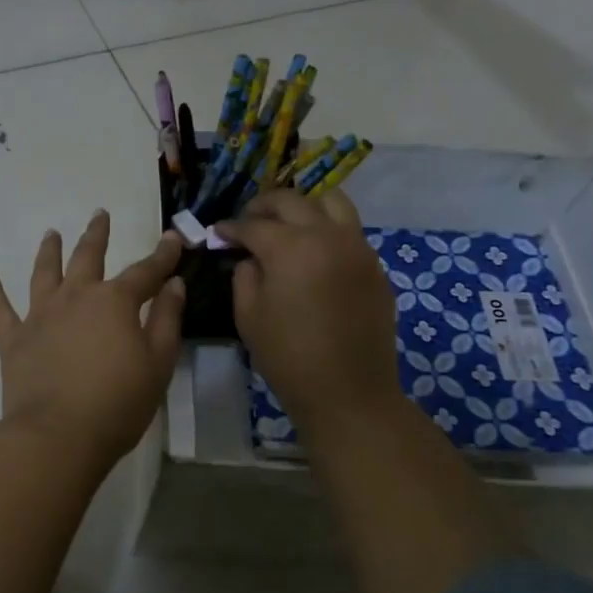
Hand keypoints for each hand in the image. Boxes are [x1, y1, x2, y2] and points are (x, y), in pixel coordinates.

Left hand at [0, 212, 185, 465]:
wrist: (58, 435)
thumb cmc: (118, 402)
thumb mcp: (158, 362)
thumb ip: (166, 319)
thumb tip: (173, 284)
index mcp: (114, 302)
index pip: (145, 271)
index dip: (162, 255)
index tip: (173, 238)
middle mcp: (75, 297)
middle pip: (87, 257)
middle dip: (96, 235)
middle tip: (99, 214)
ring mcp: (40, 316)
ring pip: (44, 273)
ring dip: (48, 251)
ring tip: (51, 233)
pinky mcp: (13, 339)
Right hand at [217, 190, 402, 444]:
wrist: (349, 392)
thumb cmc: (288, 356)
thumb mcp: (248, 315)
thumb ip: (244, 275)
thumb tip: (251, 257)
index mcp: (290, 247)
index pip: (253, 225)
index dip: (231, 227)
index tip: (218, 233)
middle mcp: (327, 235)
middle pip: (291, 201)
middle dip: (263, 206)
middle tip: (248, 220)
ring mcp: (357, 247)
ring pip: (331, 202)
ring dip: (303, 206)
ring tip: (287, 224)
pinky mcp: (375, 266)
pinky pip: (349, 231)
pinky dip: (327, 229)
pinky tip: (314, 253)